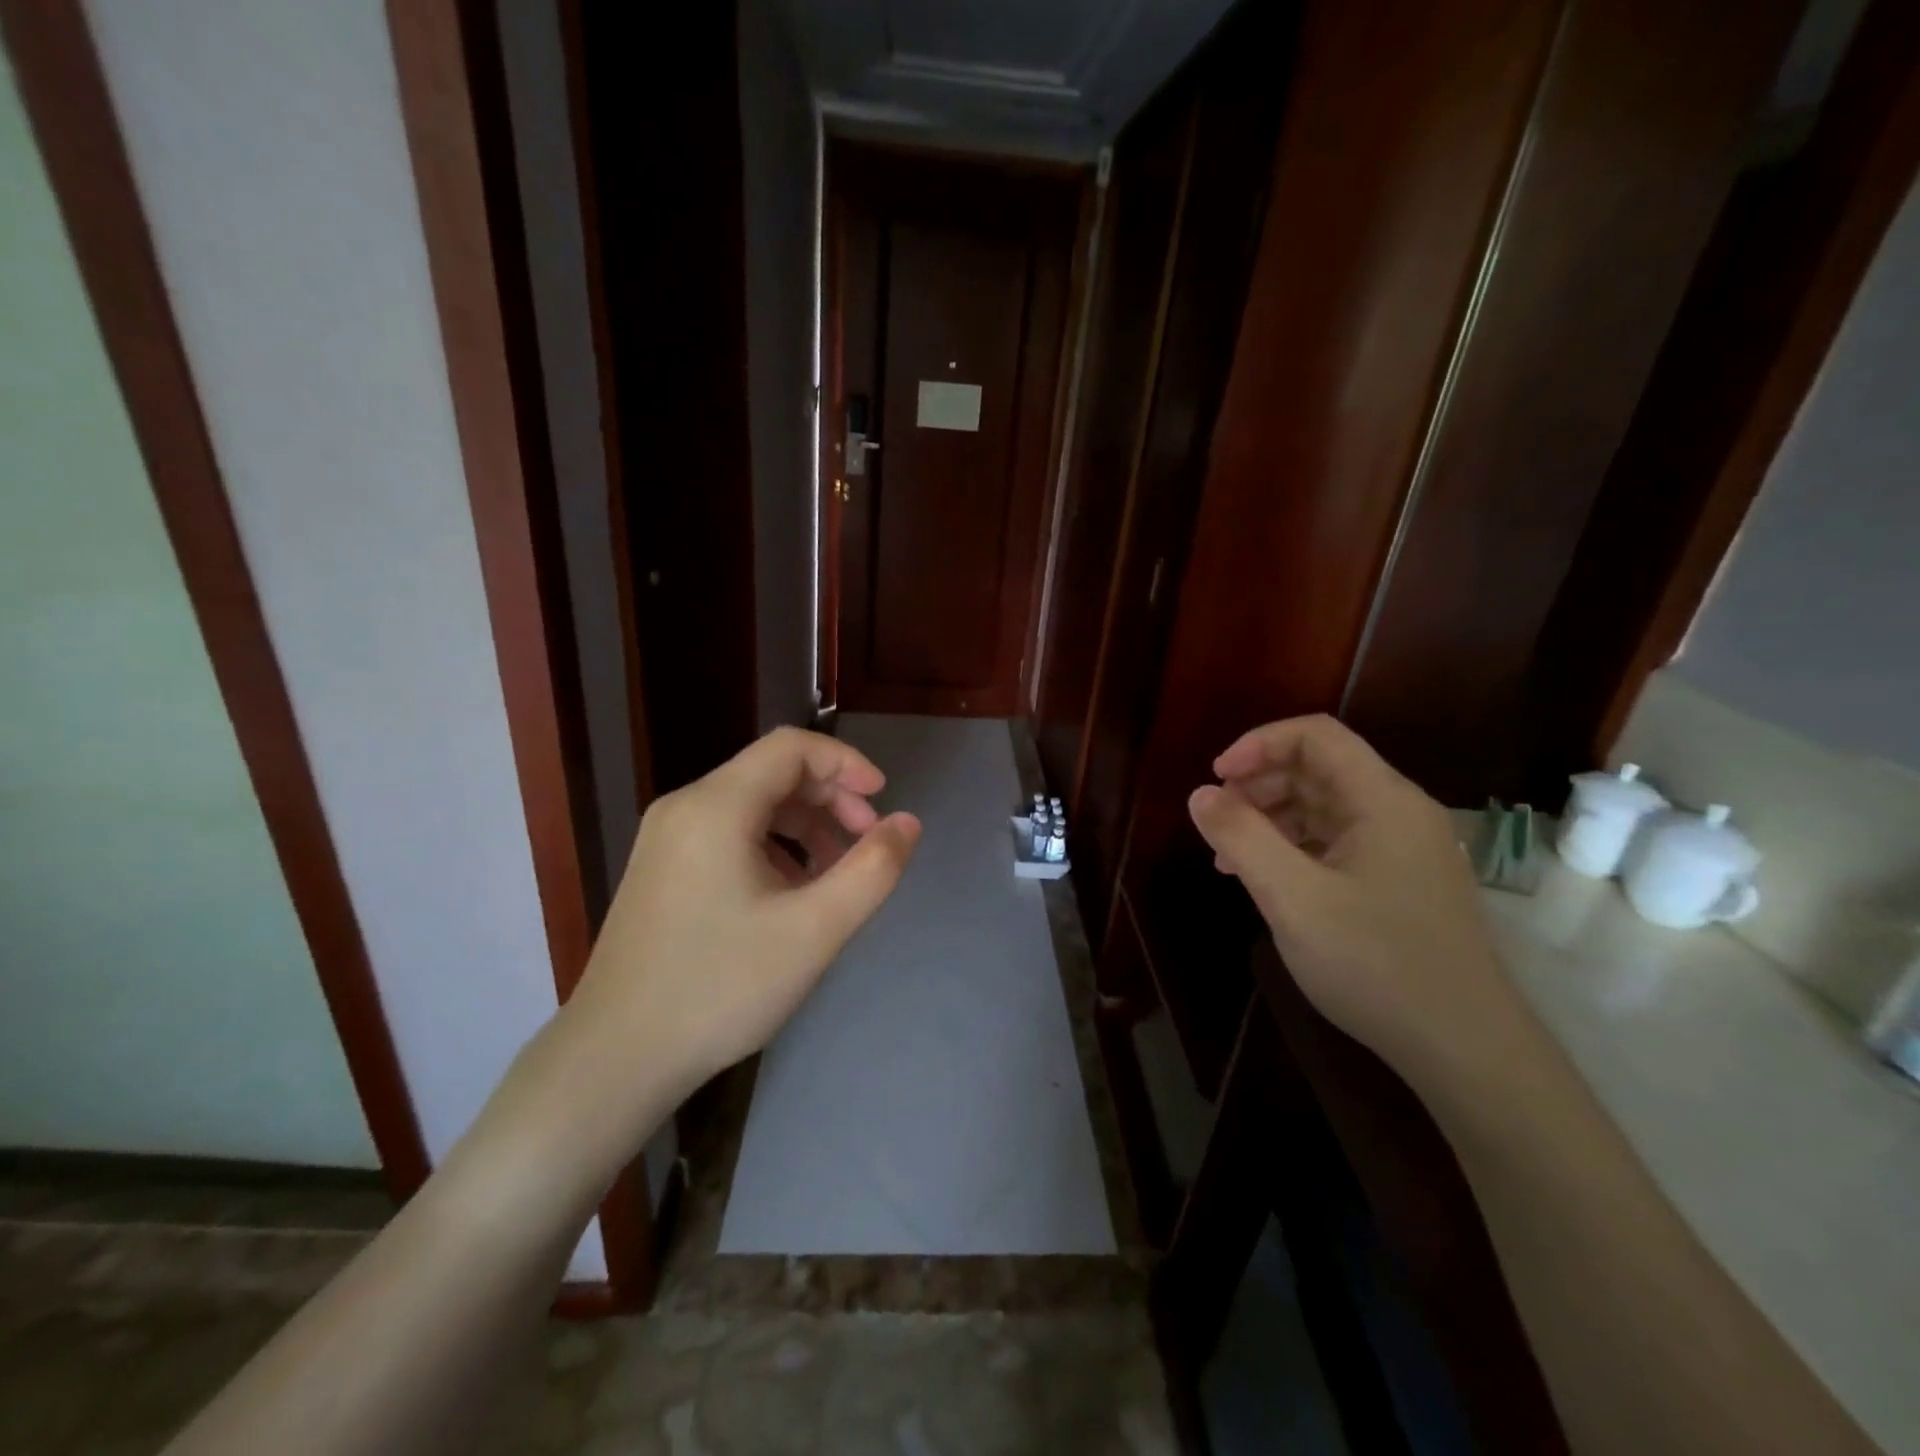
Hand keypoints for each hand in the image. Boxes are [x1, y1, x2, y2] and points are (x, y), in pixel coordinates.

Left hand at [565, 727, 920, 1110]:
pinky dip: (772, 847)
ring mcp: (666, 839)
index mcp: (716, 807)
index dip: (845, 763)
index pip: (791, 748)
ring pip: (752, 806)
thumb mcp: (814, 930)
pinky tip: (790, 895)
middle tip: (867, 844)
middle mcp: (685, 808)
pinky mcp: (661, 870)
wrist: (616, 1058)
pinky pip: (728, 834)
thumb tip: (907, 823)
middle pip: (772, 773)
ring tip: (836, 876)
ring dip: (804, 826)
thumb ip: (872, 870)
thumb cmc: (721, 987)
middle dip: (830, 798)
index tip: (882, 801)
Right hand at [1187, 714, 1515, 1088]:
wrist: (1465, 1049)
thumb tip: (1200, 793)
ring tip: (1228, 858)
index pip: (1315, 736)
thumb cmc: (1376, 963)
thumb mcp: (1293, 898)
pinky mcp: (1400, 883)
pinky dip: (1294, 849)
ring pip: (1325, 808)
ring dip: (1271, 819)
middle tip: (1216, 822)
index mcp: (1382, 800)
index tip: (1215, 778)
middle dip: (1259, 785)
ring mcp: (1403, 850)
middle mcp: (1399, 813)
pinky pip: (1337, 843)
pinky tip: (1266, 881)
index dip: (1258, 744)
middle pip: (1318, 769)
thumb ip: (1242, 837)